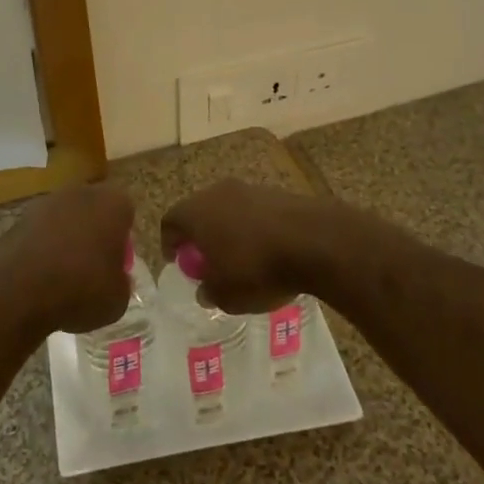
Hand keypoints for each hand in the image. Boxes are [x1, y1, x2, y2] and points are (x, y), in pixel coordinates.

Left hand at [0, 183, 135, 336]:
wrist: (20, 292)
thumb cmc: (81, 290)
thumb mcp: (118, 299)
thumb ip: (122, 282)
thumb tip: (116, 279)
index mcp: (113, 204)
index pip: (126, 212)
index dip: (122, 239)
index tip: (117, 264)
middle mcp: (80, 193)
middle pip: (93, 210)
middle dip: (94, 233)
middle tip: (93, 267)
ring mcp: (46, 203)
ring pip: (64, 219)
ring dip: (66, 239)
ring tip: (63, 276)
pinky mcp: (18, 219)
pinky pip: (39, 233)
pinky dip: (41, 249)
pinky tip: (39, 278)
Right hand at [160, 179, 346, 313]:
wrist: (314, 241)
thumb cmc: (257, 269)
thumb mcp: (226, 295)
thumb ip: (209, 291)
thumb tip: (205, 288)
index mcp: (196, 212)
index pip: (170, 221)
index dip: (169, 243)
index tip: (178, 261)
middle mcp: (218, 193)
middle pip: (199, 211)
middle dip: (200, 235)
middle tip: (207, 260)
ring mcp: (250, 189)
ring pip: (229, 209)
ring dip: (230, 230)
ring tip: (241, 258)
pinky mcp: (278, 193)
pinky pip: (256, 212)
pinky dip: (255, 228)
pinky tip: (269, 251)